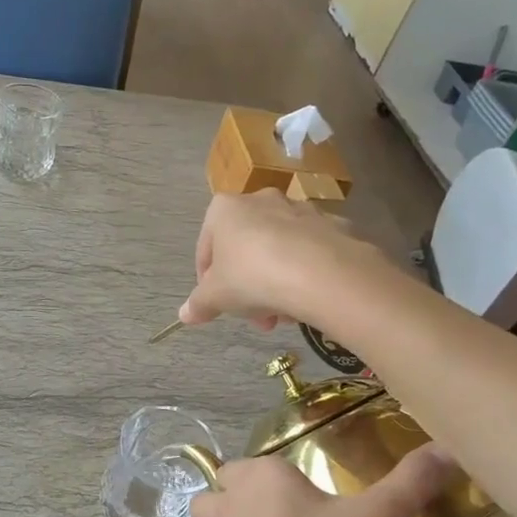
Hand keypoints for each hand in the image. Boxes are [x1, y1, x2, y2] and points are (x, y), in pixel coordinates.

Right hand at [178, 191, 392, 332]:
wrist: (320, 273)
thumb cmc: (252, 277)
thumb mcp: (215, 297)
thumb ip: (199, 304)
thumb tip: (184, 314)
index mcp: (224, 209)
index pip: (206, 249)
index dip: (208, 282)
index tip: (217, 306)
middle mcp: (261, 199)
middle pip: (245, 249)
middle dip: (247, 287)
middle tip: (254, 317)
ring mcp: (300, 209)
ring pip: (278, 251)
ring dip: (276, 282)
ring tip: (283, 315)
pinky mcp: (332, 224)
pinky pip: (310, 252)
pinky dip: (306, 272)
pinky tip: (307, 299)